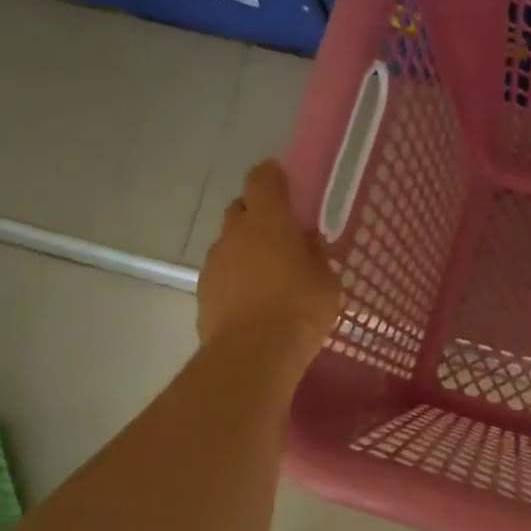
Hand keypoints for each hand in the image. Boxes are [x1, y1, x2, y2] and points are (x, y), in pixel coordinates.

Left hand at [197, 161, 342, 362]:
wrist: (254, 353)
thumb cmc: (301, 308)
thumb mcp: (327, 280)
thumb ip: (316, 256)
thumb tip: (307, 245)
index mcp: (268, 220)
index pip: (263, 178)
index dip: (272, 176)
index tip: (283, 182)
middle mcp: (234, 233)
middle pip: (241, 208)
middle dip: (258, 215)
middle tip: (281, 235)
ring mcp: (214, 262)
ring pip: (229, 244)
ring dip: (246, 251)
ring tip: (269, 276)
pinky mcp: (203, 292)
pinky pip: (222, 275)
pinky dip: (236, 280)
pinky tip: (254, 302)